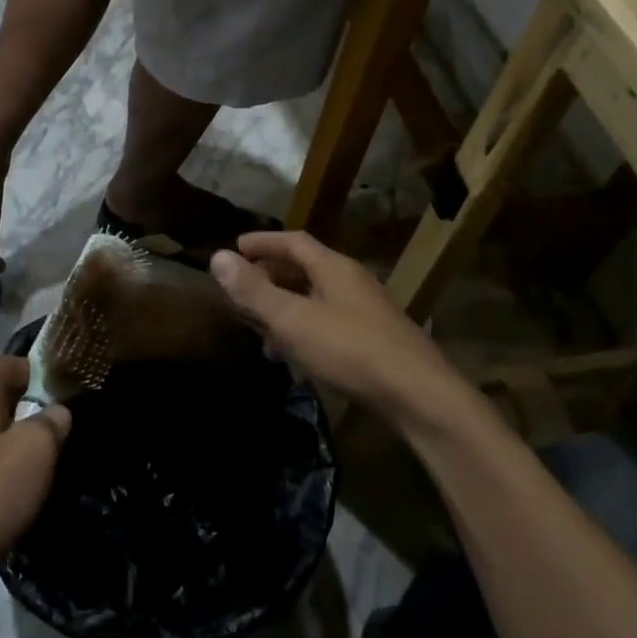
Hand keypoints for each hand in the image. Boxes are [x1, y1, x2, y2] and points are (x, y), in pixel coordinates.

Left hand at [0, 356, 70, 617]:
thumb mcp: (34, 456)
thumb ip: (51, 424)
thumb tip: (56, 411)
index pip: (8, 362)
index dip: (38, 372)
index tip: (63, 396)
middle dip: (25, 409)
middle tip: (53, 436)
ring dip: (6, 440)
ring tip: (32, 469)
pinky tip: (1, 494)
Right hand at [210, 231, 461, 427]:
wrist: (419, 396)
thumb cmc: (350, 349)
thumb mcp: (293, 319)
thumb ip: (254, 291)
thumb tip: (217, 257)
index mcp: (333, 268)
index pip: (293, 241)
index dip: (262, 242)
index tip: (235, 248)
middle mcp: (352, 282)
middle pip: (305, 269)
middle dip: (271, 276)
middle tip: (242, 289)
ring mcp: (366, 312)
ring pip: (316, 299)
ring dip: (286, 308)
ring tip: (261, 330)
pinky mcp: (374, 341)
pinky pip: (328, 324)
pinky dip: (304, 331)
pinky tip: (295, 359)